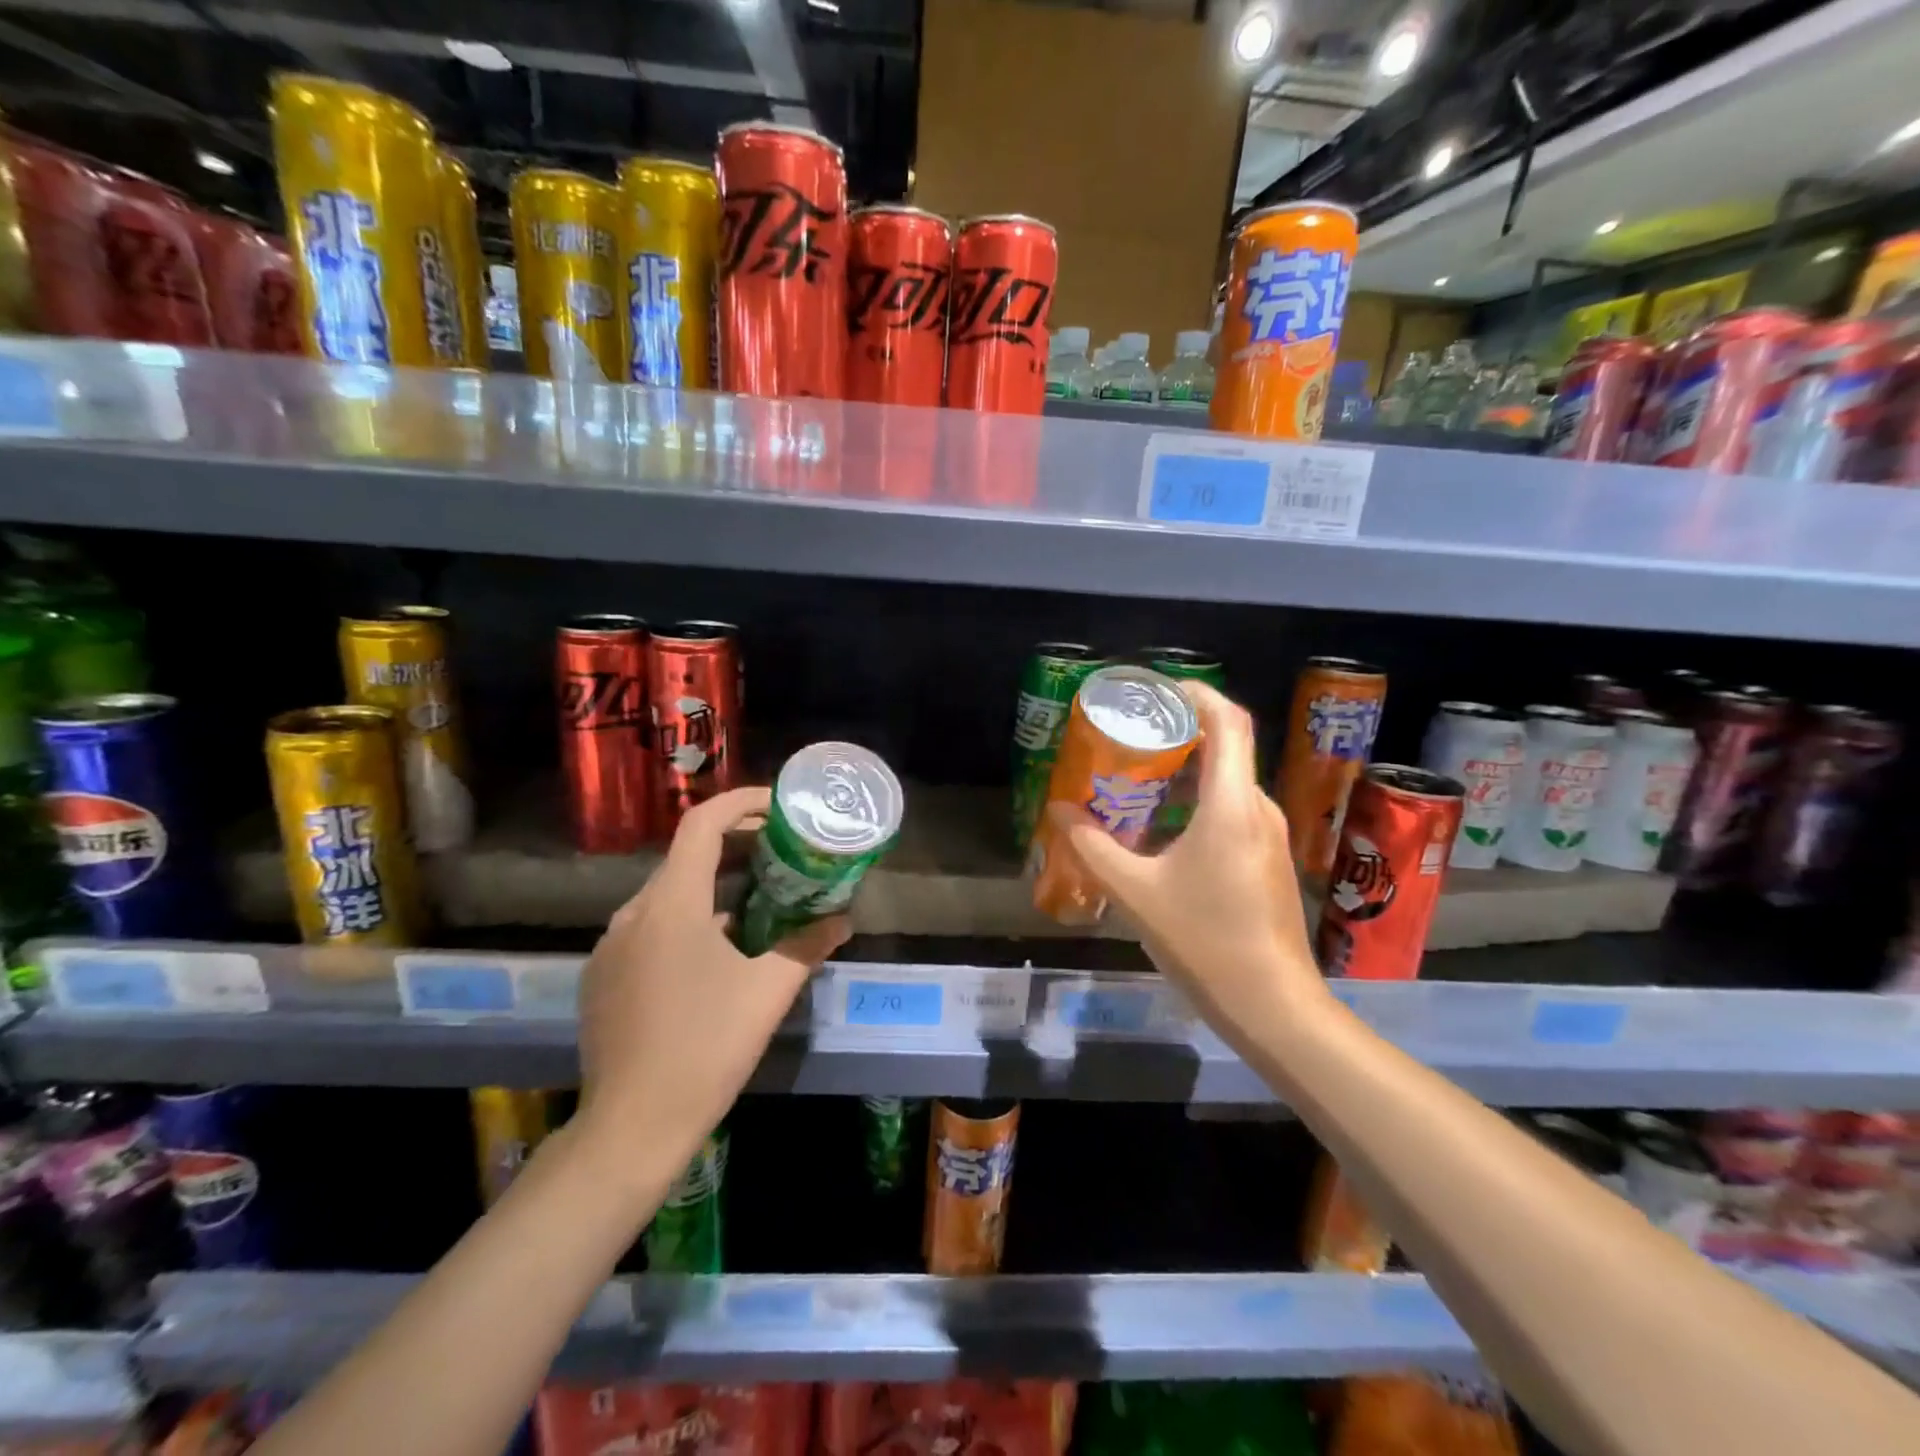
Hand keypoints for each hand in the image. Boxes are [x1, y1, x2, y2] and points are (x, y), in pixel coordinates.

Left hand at [574, 787, 848, 1176]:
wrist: (632, 1126)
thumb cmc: (707, 1047)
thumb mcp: (768, 992)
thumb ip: (807, 946)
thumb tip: (842, 919)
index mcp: (671, 904)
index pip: (701, 824)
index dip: (740, 804)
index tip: (777, 806)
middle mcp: (632, 913)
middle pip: (685, 857)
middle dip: (733, 846)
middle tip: (778, 853)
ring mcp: (610, 946)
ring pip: (667, 896)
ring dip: (710, 888)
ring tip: (753, 905)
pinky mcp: (602, 977)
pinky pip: (648, 929)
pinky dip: (684, 922)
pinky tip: (712, 956)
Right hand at [1045, 682, 1329, 1050]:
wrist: (1274, 1007)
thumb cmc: (1206, 941)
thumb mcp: (1136, 893)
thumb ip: (1093, 847)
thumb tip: (1058, 811)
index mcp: (1231, 805)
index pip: (1228, 722)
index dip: (1197, 693)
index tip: (1158, 689)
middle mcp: (1258, 809)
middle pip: (1226, 749)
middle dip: (1179, 734)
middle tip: (1131, 736)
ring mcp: (1269, 837)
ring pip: (1227, 784)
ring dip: (1186, 773)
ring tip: (1137, 779)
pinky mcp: (1268, 862)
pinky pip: (1232, 813)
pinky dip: (1197, 804)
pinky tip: (1163, 830)